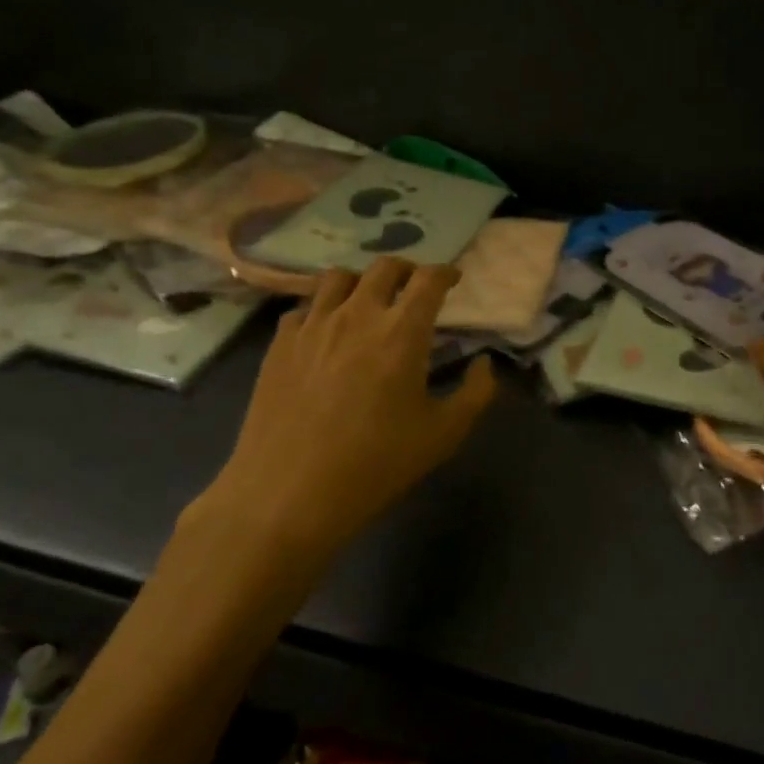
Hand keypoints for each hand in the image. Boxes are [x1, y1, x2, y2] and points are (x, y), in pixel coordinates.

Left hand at [190, 258, 496, 565]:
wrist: (287, 495)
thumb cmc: (375, 465)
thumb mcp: (444, 435)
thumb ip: (476, 393)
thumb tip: (484, 363)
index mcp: (402, 331)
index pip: (429, 279)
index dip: (446, 272)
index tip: (454, 280)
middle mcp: (357, 315)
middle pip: (384, 267)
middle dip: (407, 270)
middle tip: (415, 289)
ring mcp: (313, 326)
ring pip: (338, 278)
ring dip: (362, 282)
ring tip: (368, 302)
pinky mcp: (279, 345)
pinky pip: (304, 309)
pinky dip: (322, 310)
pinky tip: (326, 333)